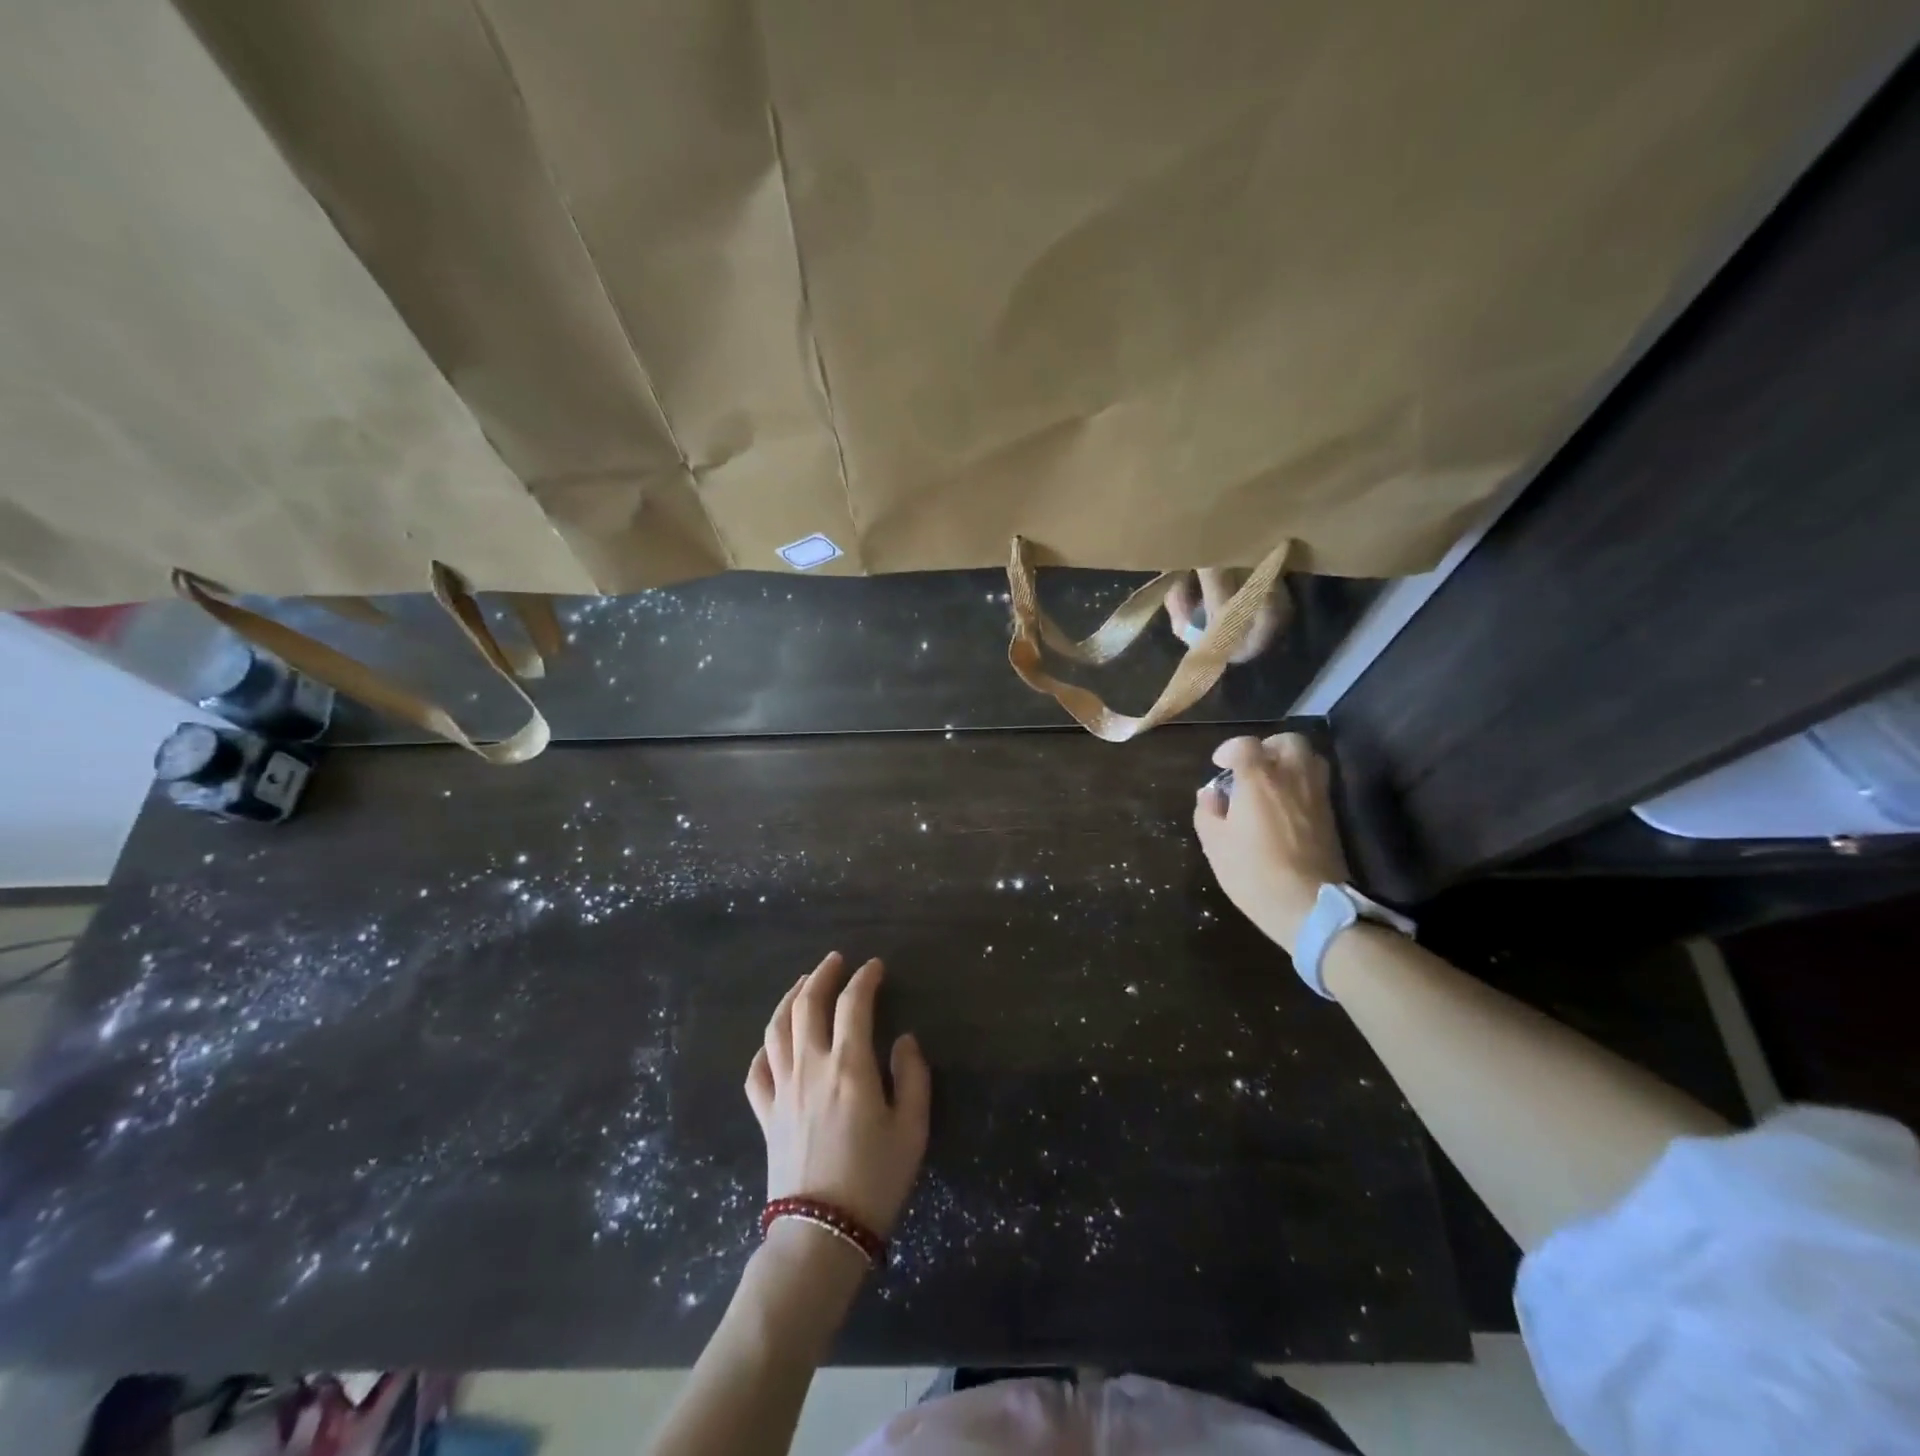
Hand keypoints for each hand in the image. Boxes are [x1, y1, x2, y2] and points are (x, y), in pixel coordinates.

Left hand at [745, 952, 929, 1239]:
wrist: (821, 1235)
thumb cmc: (875, 1180)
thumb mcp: (912, 1129)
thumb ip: (912, 1077)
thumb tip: (904, 1040)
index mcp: (849, 1066)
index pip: (853, 1004)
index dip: (864, 978)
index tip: (875, 967)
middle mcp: (811, 1067)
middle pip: (807, 1004)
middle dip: (822, 975)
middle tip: (836, 961)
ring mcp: (782, 1089)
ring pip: (777, 1028)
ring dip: (790, 998)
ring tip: (804, 983)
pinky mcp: (765, 1114)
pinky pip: (757, 1070)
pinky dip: (765, 1047)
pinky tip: (775, 1041)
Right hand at [1192, 733, 1350, 954]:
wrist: (1309, 905)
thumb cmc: (1253, 873)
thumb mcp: (1215, 845)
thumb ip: (1208, 813)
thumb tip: (1210, 795)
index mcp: (1258, 780)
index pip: (1244, 745)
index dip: (1229, 750)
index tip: (1220, 765)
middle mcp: (1291, 777)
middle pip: (1287, 741)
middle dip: (1267, 748)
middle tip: (1252, 768)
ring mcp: (1316, 794)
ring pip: (1309, 758)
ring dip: (1289, 762)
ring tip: (1273, 783)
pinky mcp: (1331, 814)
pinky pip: (1317, 782)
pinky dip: (1301, 783)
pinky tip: (1287, 805)